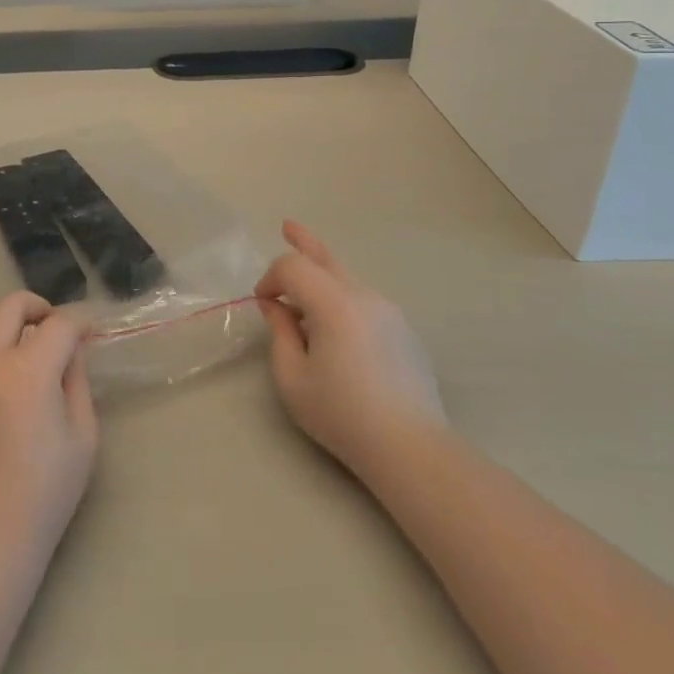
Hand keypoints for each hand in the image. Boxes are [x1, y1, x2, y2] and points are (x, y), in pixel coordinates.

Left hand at [0, 292, 98, 560]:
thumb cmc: (44, 494)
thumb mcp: (82, 437)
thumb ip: (76, 382)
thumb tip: (69, 352)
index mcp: (26, 370)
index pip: (58, 324)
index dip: (78, 322)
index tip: (85, 332)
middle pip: (8, 306)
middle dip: (36, 307)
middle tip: (48, 326)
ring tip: (3, 340)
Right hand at [254, 220, 444, 472]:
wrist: (410, 446)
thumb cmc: (342, 414)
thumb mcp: (292, 378)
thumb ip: (280, 332)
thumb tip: (276, 306)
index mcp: (334, 304)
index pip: (293, 267)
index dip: (270, 278)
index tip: (262, 304)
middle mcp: (363, 296)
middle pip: (326, 257)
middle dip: (303, 242)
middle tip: (287, 226)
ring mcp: (388, 311)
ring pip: (347, 278)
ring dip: (321, 275)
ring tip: (303, 283)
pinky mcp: (402, 329)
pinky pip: (363, 299)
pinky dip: (341, 297)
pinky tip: (333, 326)